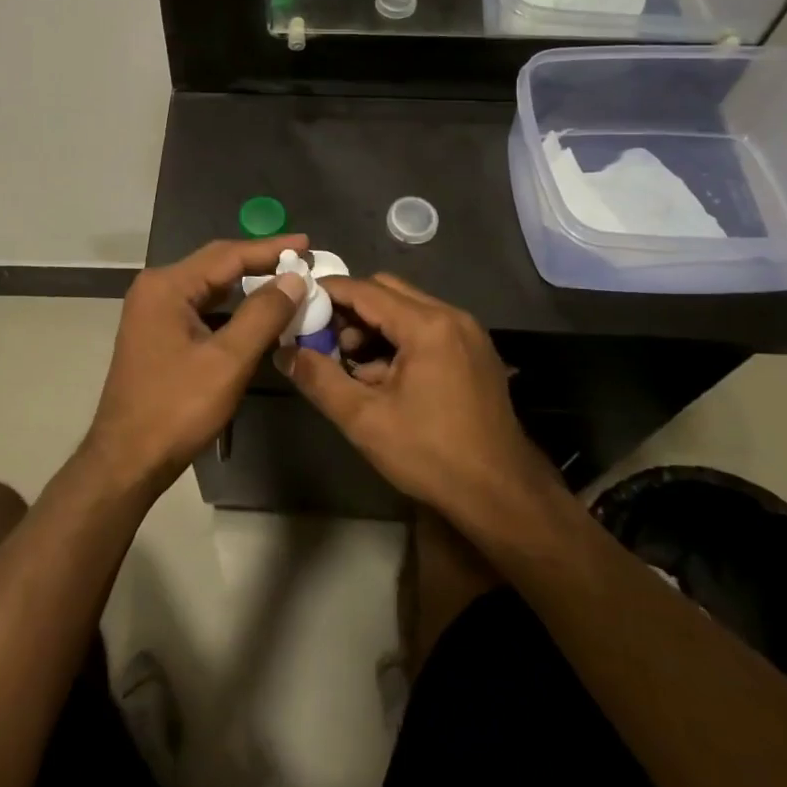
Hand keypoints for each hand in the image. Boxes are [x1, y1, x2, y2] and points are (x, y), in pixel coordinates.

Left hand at [84, 236, 310, 492]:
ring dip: (247, 286)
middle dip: (260, 263)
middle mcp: (156, 288)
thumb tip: (294, 279)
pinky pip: (201, 308)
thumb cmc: (176, 409)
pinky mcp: (157, 332)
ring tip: (287, 284)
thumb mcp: (228, 361)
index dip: (270, 248)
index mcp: (167, 286)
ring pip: (209, 287)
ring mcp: (154, 311)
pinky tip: (256, 316)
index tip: (307, 244)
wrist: (126, 460)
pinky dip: (230, 309)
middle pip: (217, 265)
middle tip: (302, 262)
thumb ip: (263, 315)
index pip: (227, 254)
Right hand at [288, 274, 554, 521]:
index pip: (365, 290)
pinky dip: (399, 341)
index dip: (327, 293)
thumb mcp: (365, 419)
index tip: (297, 304)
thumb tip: (283, 352)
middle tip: (323, 340)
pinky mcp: (475, 352)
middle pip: (387, 291)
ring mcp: (468, 333)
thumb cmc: (431, 455)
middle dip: (350, 310)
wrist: (503, 496)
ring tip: (351, 366)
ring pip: (407, 310)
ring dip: (374, 327)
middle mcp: (451, 316)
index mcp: (427, 325)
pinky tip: (383, 378)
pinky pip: (427, 329)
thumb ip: (319, 379)